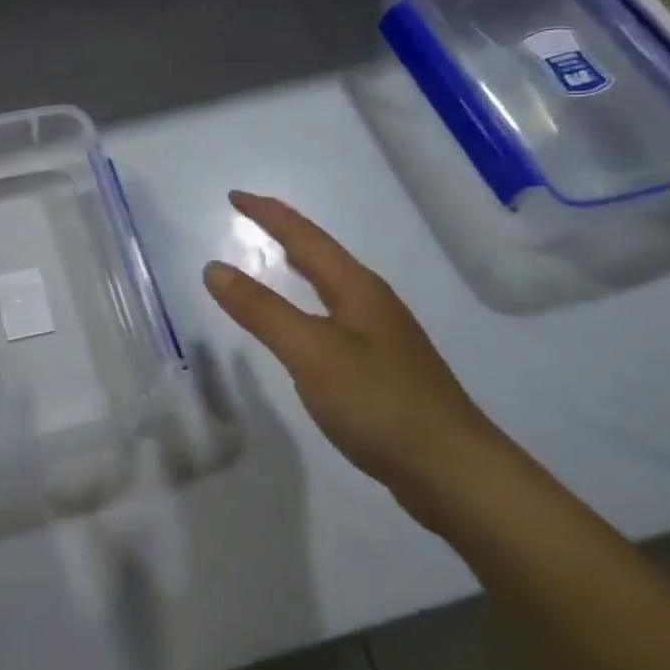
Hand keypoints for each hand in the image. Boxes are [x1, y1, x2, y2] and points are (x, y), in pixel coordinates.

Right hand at [203, 191, 507, 517]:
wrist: (455, 473)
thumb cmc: (379, 402)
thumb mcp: (310, 352)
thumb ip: (261, 310)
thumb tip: (214, 268)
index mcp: (356, 288)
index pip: (304, 236)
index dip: (268, 214)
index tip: (233, 196)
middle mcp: (372, 303)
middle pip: (322, 254)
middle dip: (284, 232)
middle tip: (249, 218)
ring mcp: (382, 336)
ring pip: (331, 285)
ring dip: (299, 266)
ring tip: (273, 259)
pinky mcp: (383, 368)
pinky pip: (334, 316)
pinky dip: (308, 302)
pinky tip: (303, 325)